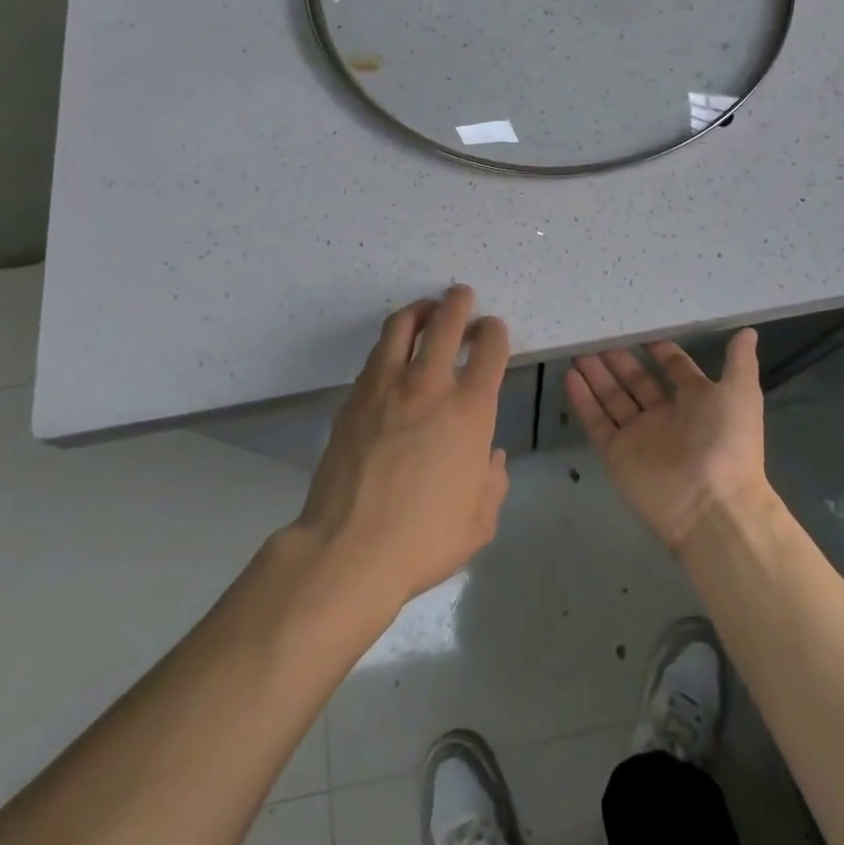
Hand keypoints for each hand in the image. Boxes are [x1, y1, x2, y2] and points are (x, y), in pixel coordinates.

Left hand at [295, 285, 511, 609]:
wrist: (349, 548)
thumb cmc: (424, 538)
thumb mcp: (480, 520)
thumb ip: (493, 481)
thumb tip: (490, 457)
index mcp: (470, 410)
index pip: (490, 348)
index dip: (494, 331)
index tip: (492, 331)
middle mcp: (430, 385)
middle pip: (446, 321)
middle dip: (458, 302)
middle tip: (461, 295)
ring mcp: (386, 387)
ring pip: (403, 325)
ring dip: (420, 310)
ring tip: (426, 309)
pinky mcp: (354, 398)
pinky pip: (376, 354)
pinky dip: (391, 342)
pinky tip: (394, 353)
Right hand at [566, 330, 772, 554]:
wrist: (711, 505)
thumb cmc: (728, 442)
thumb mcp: (741, 393)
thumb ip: (739, 361)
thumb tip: (748, 331)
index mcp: (697, 402)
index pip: (675, 370)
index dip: (660, 351)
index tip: (641, 329)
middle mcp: (666, 417)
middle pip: (637, 382)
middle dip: (619, 360)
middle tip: (599, 335)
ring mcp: (639, 436)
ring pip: (613, 398)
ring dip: (597, 374)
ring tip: (578, 350)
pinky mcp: (616, 454)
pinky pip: (597, 422)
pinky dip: (583, 400)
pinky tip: (570, 376)